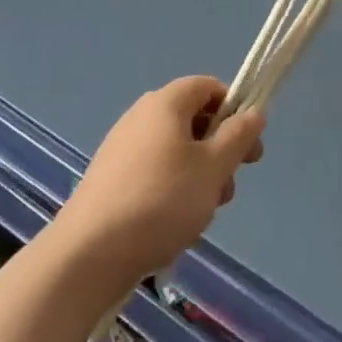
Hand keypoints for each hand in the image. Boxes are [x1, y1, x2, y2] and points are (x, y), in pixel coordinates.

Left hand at [55, 76, 264, 285]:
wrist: (87, 255)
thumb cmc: (161, 200)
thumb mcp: (214, 167)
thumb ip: (239, 136)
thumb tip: (253, 114)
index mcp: (166, 103)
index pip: (209, 86)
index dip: (235, 109)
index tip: (247, 145)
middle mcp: (141, 117)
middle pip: (194, 121)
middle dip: (219, 151)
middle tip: (229, 186)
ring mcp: (121, 149)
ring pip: (176, 151)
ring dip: (199, 175)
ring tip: (203, 213)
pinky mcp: (110, 180)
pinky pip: (154, 173)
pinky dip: (173, 190)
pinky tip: (174, 224)